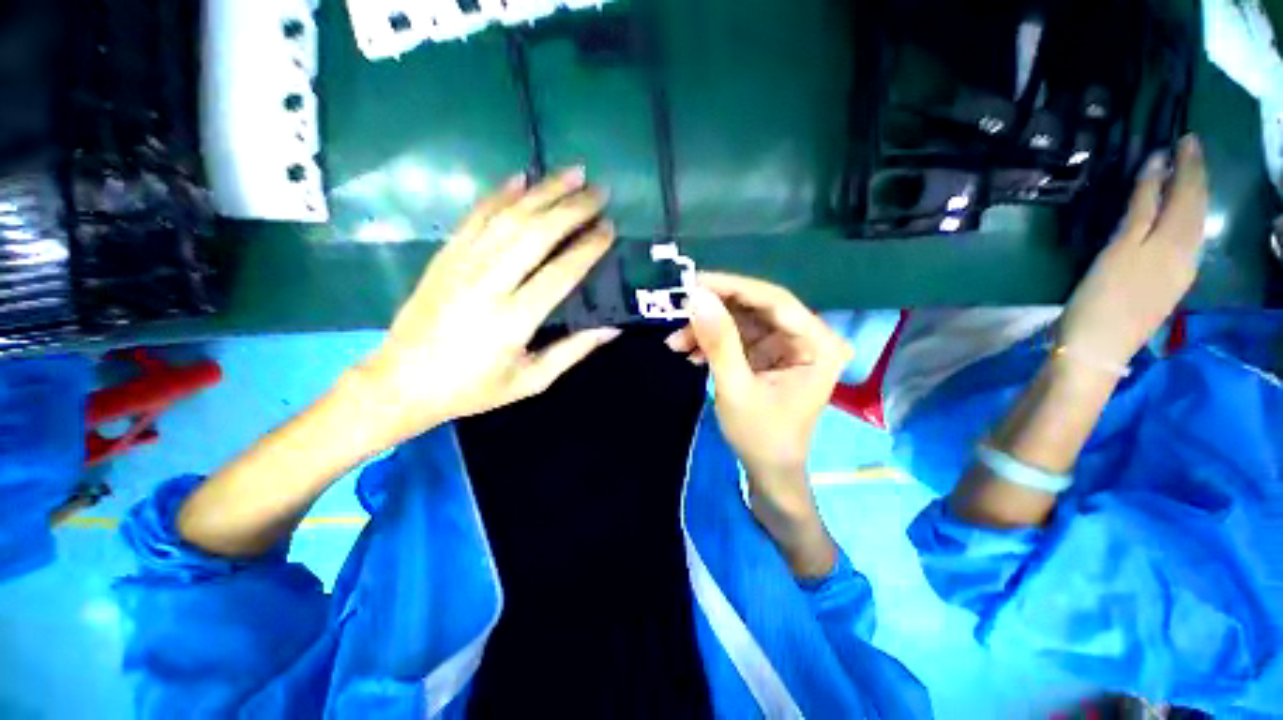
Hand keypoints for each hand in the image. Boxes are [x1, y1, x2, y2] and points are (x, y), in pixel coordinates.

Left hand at [355, 168, 620, 443]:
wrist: (402, 383)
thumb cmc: (473, 388)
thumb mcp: (531, 380)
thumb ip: (572, 351)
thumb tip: (611, 328)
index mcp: (514, 319)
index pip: (561, 272)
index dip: (589, 248)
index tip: (610, 229)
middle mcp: (489, 283)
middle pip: (537, 234)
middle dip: (572, 208)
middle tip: (600, 191)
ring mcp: (462, 264)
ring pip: (508, 217)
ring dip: (543, 191)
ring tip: (573, 173)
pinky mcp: (444, 256)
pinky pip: (475, 216)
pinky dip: (499, 194)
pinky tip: (520, 177)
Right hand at [666, 273, 852, 575]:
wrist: (767, 470)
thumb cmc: (760, 436)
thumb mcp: (735, 388)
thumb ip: (719, 341)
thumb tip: (696, 297)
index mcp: (817, 345)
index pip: (775, 301)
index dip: (733, 287)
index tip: (695, 282)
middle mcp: (806, 338)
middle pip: (756, 307)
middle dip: (714, 309)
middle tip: (678, 308)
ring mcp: (785, 345)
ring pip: (742, 320)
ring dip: (707, 328)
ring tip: (675, 342)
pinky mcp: (767, 354)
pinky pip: (737, 337)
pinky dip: (711, 342)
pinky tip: (689, 353)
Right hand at [1058, 135, 1209, 369]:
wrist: (1098, 348)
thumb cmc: (1101, 297)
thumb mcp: (1119, 248)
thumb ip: (1141, 208)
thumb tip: (1157, 164)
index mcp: (1175, 240)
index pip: (1188, 192)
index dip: (1189, 164)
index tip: (1187, 137)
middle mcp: (1187, 251)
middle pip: (1197, 207)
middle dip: (1196, 176)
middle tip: (1191, 149)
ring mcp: (1180, 271)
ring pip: (1196, 224)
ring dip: (1194, 197)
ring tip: (1187, 176)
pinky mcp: (1169, 284)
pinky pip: (1188, 240)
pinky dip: (1187, 219)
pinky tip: (1181, 216)